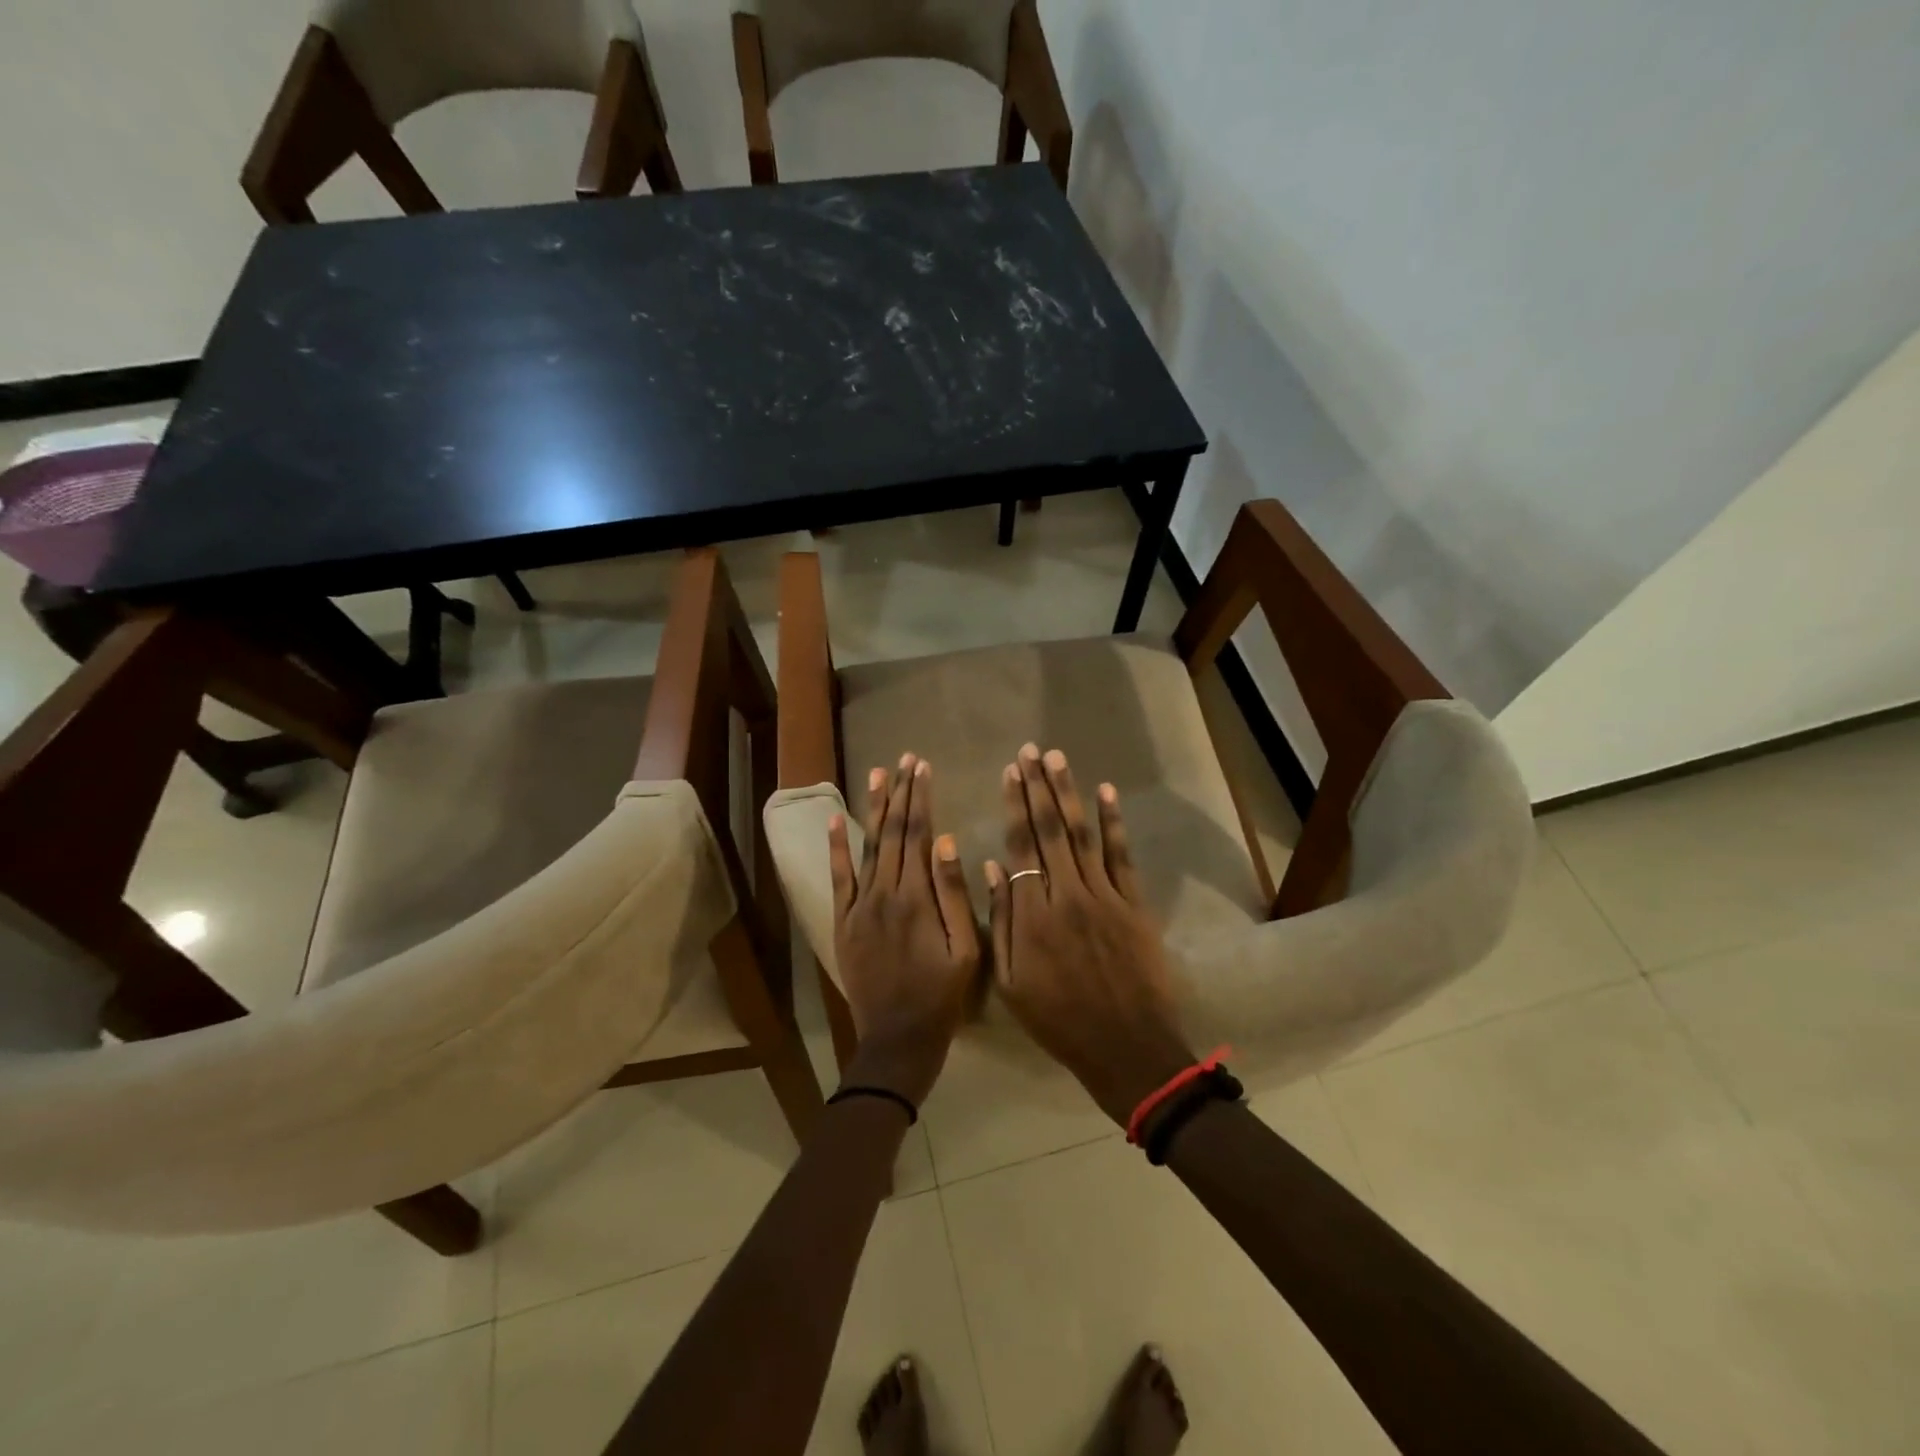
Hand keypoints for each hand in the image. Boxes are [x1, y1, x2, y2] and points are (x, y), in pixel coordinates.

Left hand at [829, 754, 980, 1105]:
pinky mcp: (843, 921)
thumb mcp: (966, 949)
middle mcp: (883, 892)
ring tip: (878, 773)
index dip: (921, 798)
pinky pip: (839, 878)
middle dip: (900, 792)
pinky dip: (837, 847)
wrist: (897, 1038)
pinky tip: (838, 819)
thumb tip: (946, 841)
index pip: (917, 834)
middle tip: (905, 758)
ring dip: (873, 808)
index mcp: (916, 897)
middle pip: (892, 832)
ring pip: (867, 846)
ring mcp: (858, 906)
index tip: (923, 767)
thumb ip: (954, 894)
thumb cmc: (942, 996)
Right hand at [986, 745, 1196, 1125]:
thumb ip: (1002, 922)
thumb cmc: (1059, 1020)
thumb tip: (992, 869)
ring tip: (1057, 758)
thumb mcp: (1011, 982)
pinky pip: (1121, 855)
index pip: (1021, 846)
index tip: (1009, 772)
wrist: (1126, 1047)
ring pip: (1081, 834)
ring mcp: (1104, 896)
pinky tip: (1105, 793)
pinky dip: (1113, 822)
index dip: (1014, 806)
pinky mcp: (1134, 904)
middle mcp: (1067, 894)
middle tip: (1030, 750)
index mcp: (1033, 914)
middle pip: (1049, 830)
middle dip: (1038, 786)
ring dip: (1069, 793)